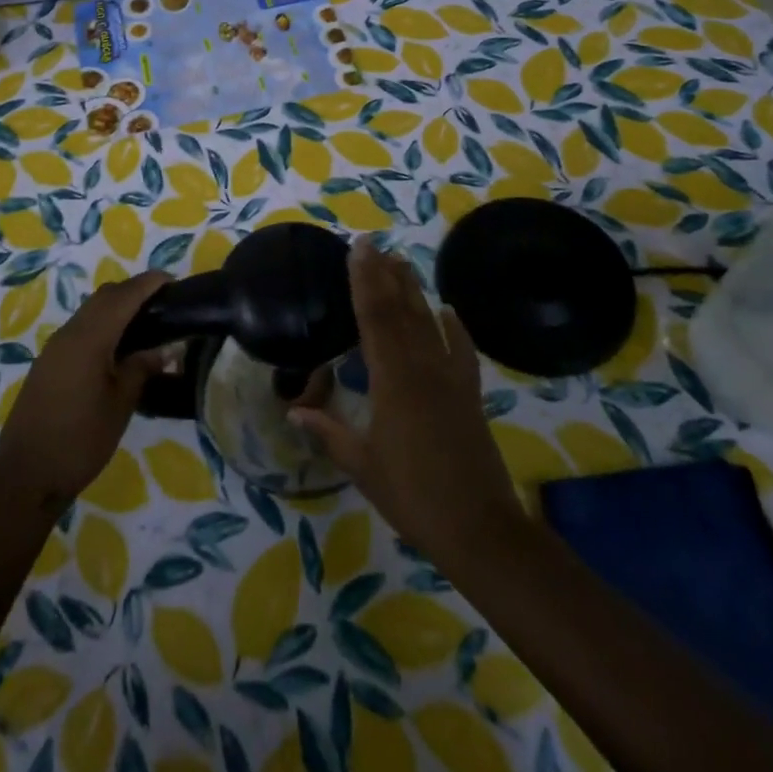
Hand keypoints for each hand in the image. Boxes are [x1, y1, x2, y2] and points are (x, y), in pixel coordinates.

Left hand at [0, 270, 170, 512]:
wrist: (26, 475)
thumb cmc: (80, 441)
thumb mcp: (121, 405)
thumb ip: (142, 368)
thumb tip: (165, 348)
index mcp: (89, 338)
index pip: (124, 296)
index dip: (149, 283)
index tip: (173, 280)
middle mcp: (69, 333)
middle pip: (104, 297)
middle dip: (133, 291)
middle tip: (163, 304)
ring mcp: (54, 348)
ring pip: (90, 311)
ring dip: (116, 308)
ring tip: (145, 324)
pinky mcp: (48, 363)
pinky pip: (80, 329)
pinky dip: (102, 325)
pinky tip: (117, 348)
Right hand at [290, 237, 524, 564]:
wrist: (479, 527)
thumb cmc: (412, 495)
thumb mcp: (362, 465)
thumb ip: (328, 432)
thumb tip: (293, 410)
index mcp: (392, 379)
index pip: (374, 317)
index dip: (363, 280)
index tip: (356, 250)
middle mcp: (422, 367)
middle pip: (401, 310)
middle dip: (384, 274)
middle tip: (372, 244)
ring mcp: (450, 378)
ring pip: (428, 322)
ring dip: (413, 290)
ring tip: (400, 261)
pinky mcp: (470, 394)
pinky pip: (463, 352)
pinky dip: (456, 329)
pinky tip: (449, 311)